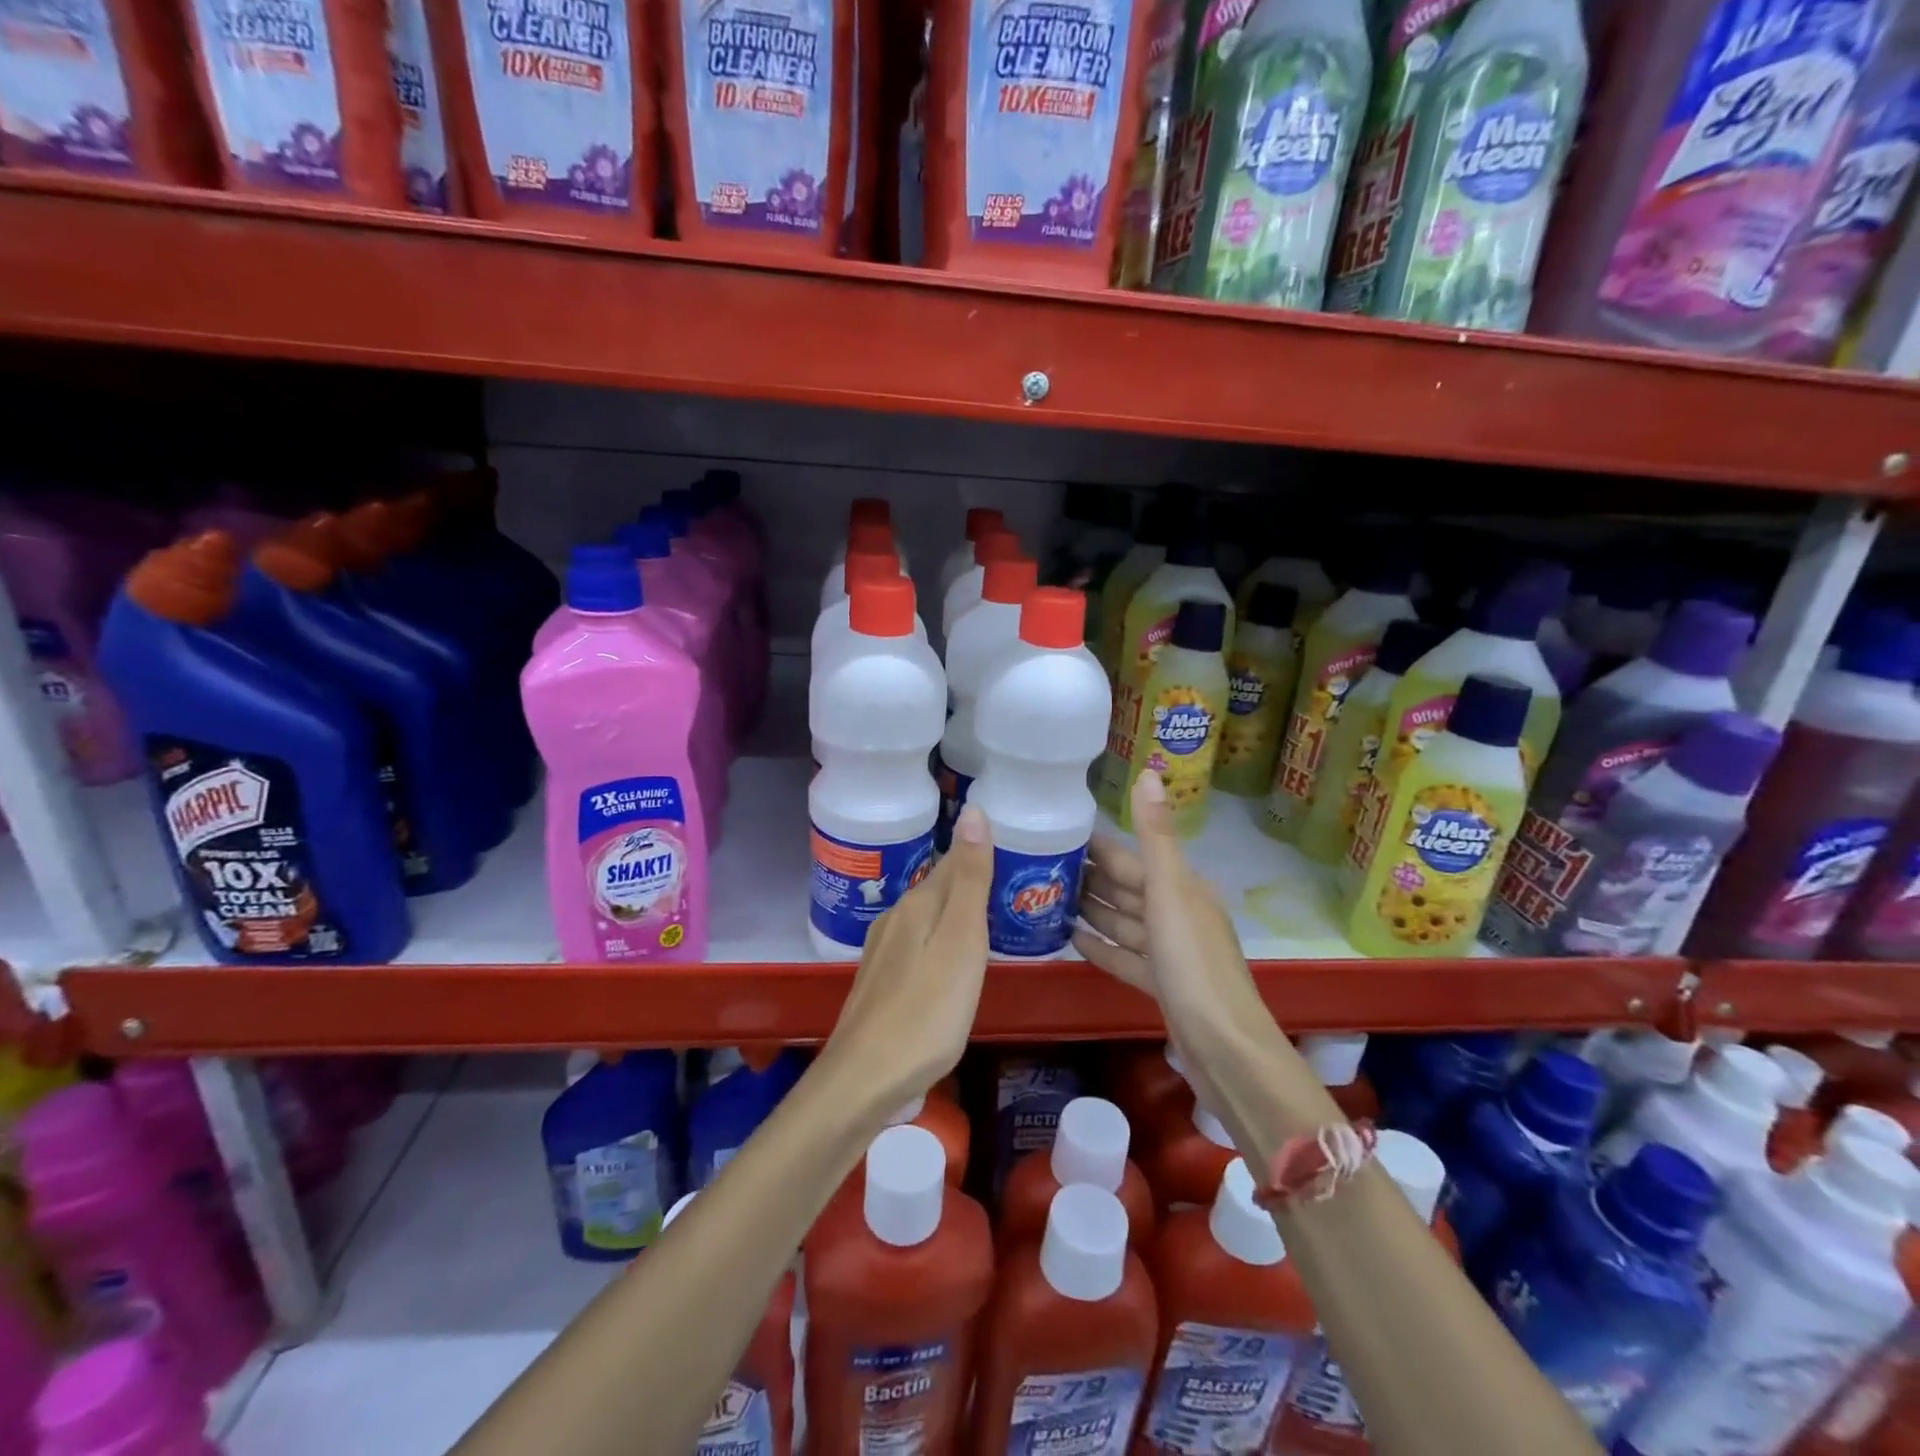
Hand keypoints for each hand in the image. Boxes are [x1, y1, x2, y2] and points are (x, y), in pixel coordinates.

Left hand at [821, 805, 993, 1109]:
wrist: (865, 1080)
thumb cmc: (926, 1011)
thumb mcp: (960, 941)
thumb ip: (969, 880)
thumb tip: (975, 812)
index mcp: (917, 906)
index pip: (954, 862)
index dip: (981, 852)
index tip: (1014, 846)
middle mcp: (895, 920)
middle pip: (939, 889)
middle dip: (970, 882)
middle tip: (1014, 884)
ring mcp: (883, 953)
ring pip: (928, 919)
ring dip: (956, 914)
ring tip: (992, 921)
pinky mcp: (881, 984)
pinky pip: (920, 947)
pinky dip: (942, 944)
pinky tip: (954, 964)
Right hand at [1074, 772, 1276, 1083]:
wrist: (1223, 1047)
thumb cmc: (1193, 963)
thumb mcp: (1171, 891)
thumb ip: (1156, 835)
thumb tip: (1148, 771)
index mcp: (1182, 888)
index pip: (1130, 859)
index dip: (1097, 847)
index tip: (1056, 834)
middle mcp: (1177, 914)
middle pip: (1125, 889)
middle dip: (1088, 878)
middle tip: (1038, 868)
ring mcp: (1170, 952)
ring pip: (1124, 922)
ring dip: (1092, 911)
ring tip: (1047, 900)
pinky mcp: (1162, 985)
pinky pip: (1125, 957)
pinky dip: (1102, 947)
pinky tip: (1072, 941)